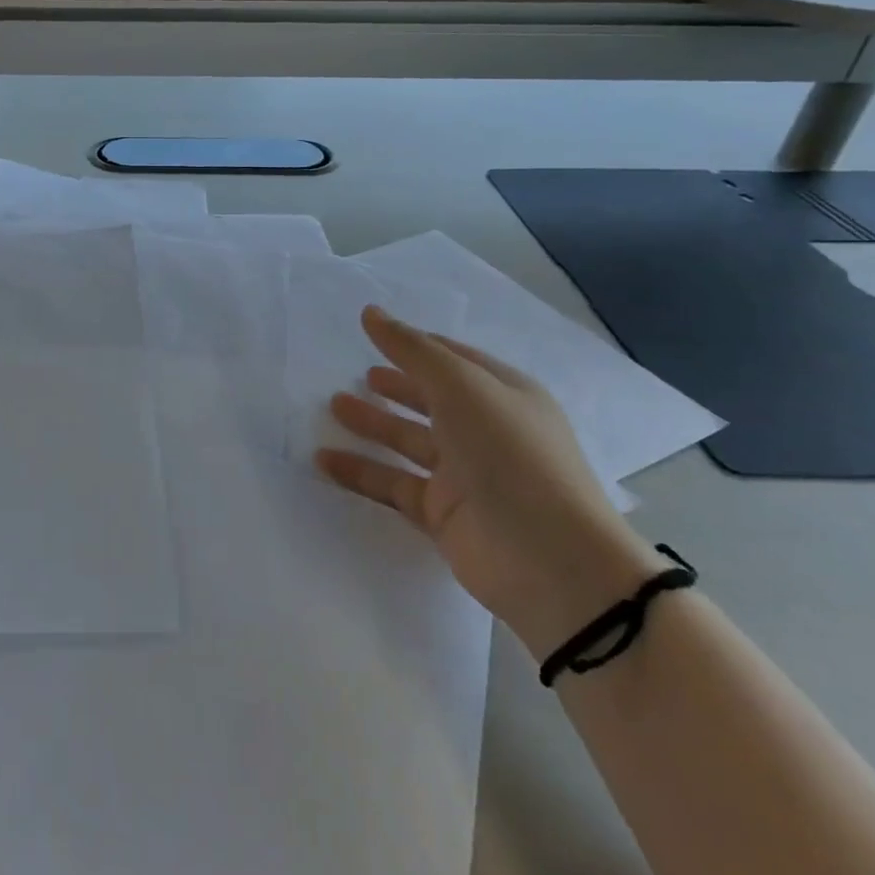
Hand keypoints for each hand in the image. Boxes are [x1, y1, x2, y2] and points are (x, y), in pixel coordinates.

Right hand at [318, 306, 666, 658]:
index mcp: (503, 395)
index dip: (415, 345)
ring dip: (372, 424)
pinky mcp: (443, 514)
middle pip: (430, 400)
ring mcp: (464, 475)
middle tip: (355, 377)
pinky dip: (360, 472)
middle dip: (394, 386)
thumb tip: (371, 312)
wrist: (550, 561)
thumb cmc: (510, 455)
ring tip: (331, 407)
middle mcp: (485, 431)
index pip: (453, 360)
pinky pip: (393, 485)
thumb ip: (413, 350)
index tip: (372, 332)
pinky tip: (324, 460)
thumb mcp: (463, 388)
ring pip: (408, 442)